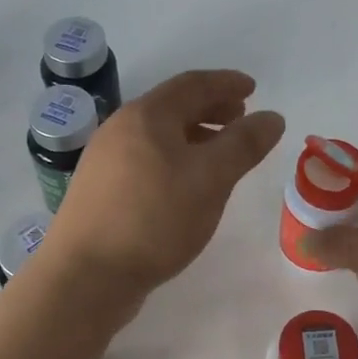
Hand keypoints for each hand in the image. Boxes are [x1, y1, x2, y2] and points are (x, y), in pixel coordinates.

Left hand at [44, 70, 285, 295]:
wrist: (86, 276)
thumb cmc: (154, 219)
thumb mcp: (211, 179)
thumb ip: (244, 144)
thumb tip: (271, 117)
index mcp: (146, 116)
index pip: (193, 84)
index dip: (226, 83)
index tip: (252, 88)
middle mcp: (120, 129)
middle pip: (172, 107)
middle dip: (209, 108)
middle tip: (239, 118)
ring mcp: (104, 161)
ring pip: (157, 136)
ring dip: (192, 136)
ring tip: (218, 153)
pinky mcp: (100, 192)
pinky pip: (145, 161)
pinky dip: (173, 160)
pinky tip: (184, 186)